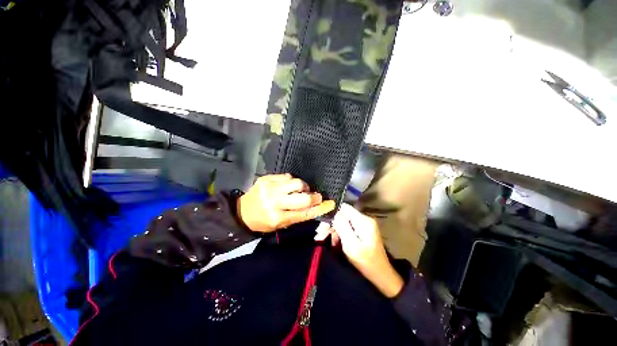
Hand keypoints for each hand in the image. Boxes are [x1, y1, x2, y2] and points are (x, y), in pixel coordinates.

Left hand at [237, 174, 335, 231]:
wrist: (242, 211)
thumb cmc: (263, 221)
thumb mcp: (280, 225)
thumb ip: (299, 216)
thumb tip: (317, 207)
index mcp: (277, 217)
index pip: (304, 213)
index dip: (318, 208)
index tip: (328, 203)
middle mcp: (274, 202)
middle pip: (303, 197)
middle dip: (314, 196)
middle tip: (316, 196)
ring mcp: (270, 188)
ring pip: (297, 182)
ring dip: (303, 186)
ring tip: (301, 190)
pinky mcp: (267, 178)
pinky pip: (287, 176)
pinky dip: (292, 181)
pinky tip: (290, 185)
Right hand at [315, 203, 403, 297]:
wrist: (380, 274)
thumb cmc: (365, 261)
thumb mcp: (351, 244)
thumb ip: (342, 226)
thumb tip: (334, 212)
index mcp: (363, 220)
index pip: (344, 207)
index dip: (332, 212)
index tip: (323, 223)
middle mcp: (364, 219)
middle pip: (343, 215)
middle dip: (330, 223)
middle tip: (319, 233)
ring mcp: (363, 225)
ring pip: (343, 221)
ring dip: (333, 229)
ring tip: (322, 238)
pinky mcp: (362, 230)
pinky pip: (347, 227)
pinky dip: (339, 233)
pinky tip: (332, 241)